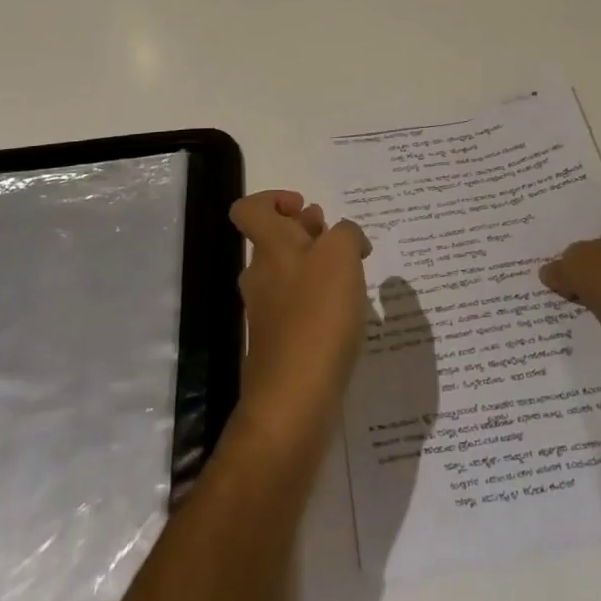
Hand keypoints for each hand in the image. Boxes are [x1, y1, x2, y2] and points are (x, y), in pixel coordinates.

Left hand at [229, 190, 371, 451]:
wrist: (294, 401)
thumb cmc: (317, 316)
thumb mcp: (342, 256)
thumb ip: (346, 233)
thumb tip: (345, 236)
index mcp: (269, 247)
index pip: (249, 209)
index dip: (274, 199)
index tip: (306, 207)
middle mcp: (261, 275)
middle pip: (274, 239)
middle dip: (306, 231)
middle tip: (338, 239)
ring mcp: (266, 311)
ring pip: (287, 272)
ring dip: (315, 266)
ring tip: (351, 275)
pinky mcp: (279, 343)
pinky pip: (296, 306)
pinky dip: (318, 301)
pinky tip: (345, 314)